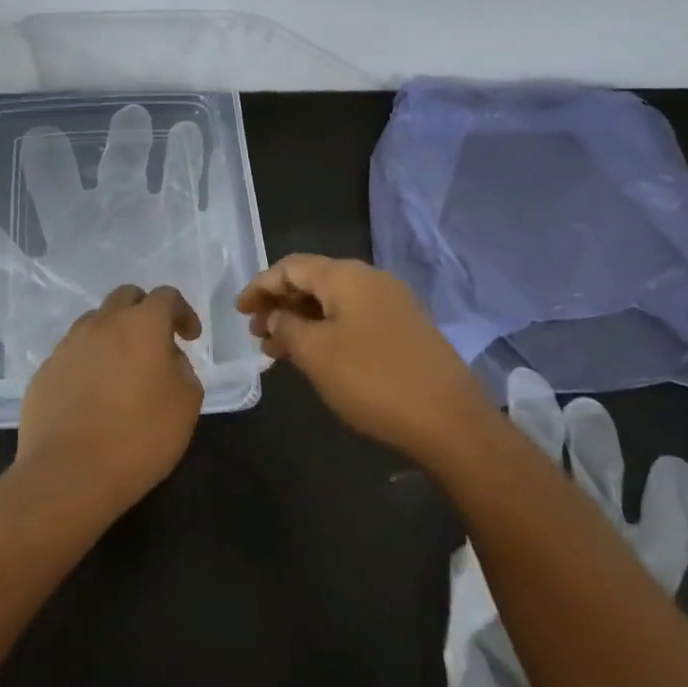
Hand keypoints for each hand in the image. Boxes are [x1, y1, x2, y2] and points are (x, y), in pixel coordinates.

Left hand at [17, 284, 204, 515]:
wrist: (69, 473)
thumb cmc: (140, 437)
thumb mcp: (186, 404)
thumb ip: (183, 369)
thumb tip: (167, 359)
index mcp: (142, 325)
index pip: (165, 296)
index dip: (182, 312)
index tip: (189, 338)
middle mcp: (101, 324)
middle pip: (125, 298)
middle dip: (144, 312)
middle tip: (155, 344)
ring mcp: (67, 346)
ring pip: (94, 323)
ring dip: (113, 335)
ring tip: (121, 371)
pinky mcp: (44, 371)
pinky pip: (72, 354)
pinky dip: (88, 363)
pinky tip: (93, 396)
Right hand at [236, 255, 498, 467]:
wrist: (448, 419)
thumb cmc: (372, 380)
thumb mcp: (316, 353)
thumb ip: (287, 327)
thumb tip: (277, 316)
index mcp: (347, 276)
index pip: (291, 267)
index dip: (260, 286)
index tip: (239, 311)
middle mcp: (371, 281)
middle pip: (313, 281)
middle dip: (279, 304)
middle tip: (257, 334)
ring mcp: (392, 305)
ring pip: (333, 303)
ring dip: (301, 321)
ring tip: (277, 351)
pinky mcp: (403, 330)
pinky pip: (352, 320)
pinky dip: (325, 332)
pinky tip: (313, 357)